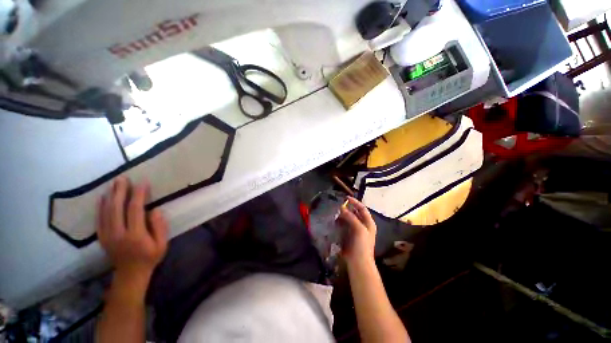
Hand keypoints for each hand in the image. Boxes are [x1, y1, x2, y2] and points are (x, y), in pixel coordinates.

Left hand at [97, 176, 167, 288]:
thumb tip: (154, 210)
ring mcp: (107, 235)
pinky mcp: (102, 237)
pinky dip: (100, 207)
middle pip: (116, 208)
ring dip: (110, 196)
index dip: (138, 194)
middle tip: (123, 178)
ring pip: (106, 211)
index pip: (135, 209)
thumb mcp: (162, 244)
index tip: (142, 183)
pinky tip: (102, 198)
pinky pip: (99, 219)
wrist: (130, 274)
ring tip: (114, 184)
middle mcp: (118, 233)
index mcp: (135, 234)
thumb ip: (159, 226)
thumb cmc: (150, 257)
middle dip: (120, 191)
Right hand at [338, 197, 376, 266]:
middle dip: (347, 208)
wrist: (358, 263)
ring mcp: (355, 230)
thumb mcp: (359, 229)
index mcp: (368, 223)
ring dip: (343, 215)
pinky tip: (335, 220)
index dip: (355, 202)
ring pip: (349, 218)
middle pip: (355, 213)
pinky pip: (344, 225)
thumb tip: (342, 208)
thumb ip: (351, 217)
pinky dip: (340, 222)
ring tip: (335, 212)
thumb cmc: (362, 245)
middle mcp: (363, 225)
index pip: (362, 208)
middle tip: (338, 205)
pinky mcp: (349, 235)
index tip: (346, 197)